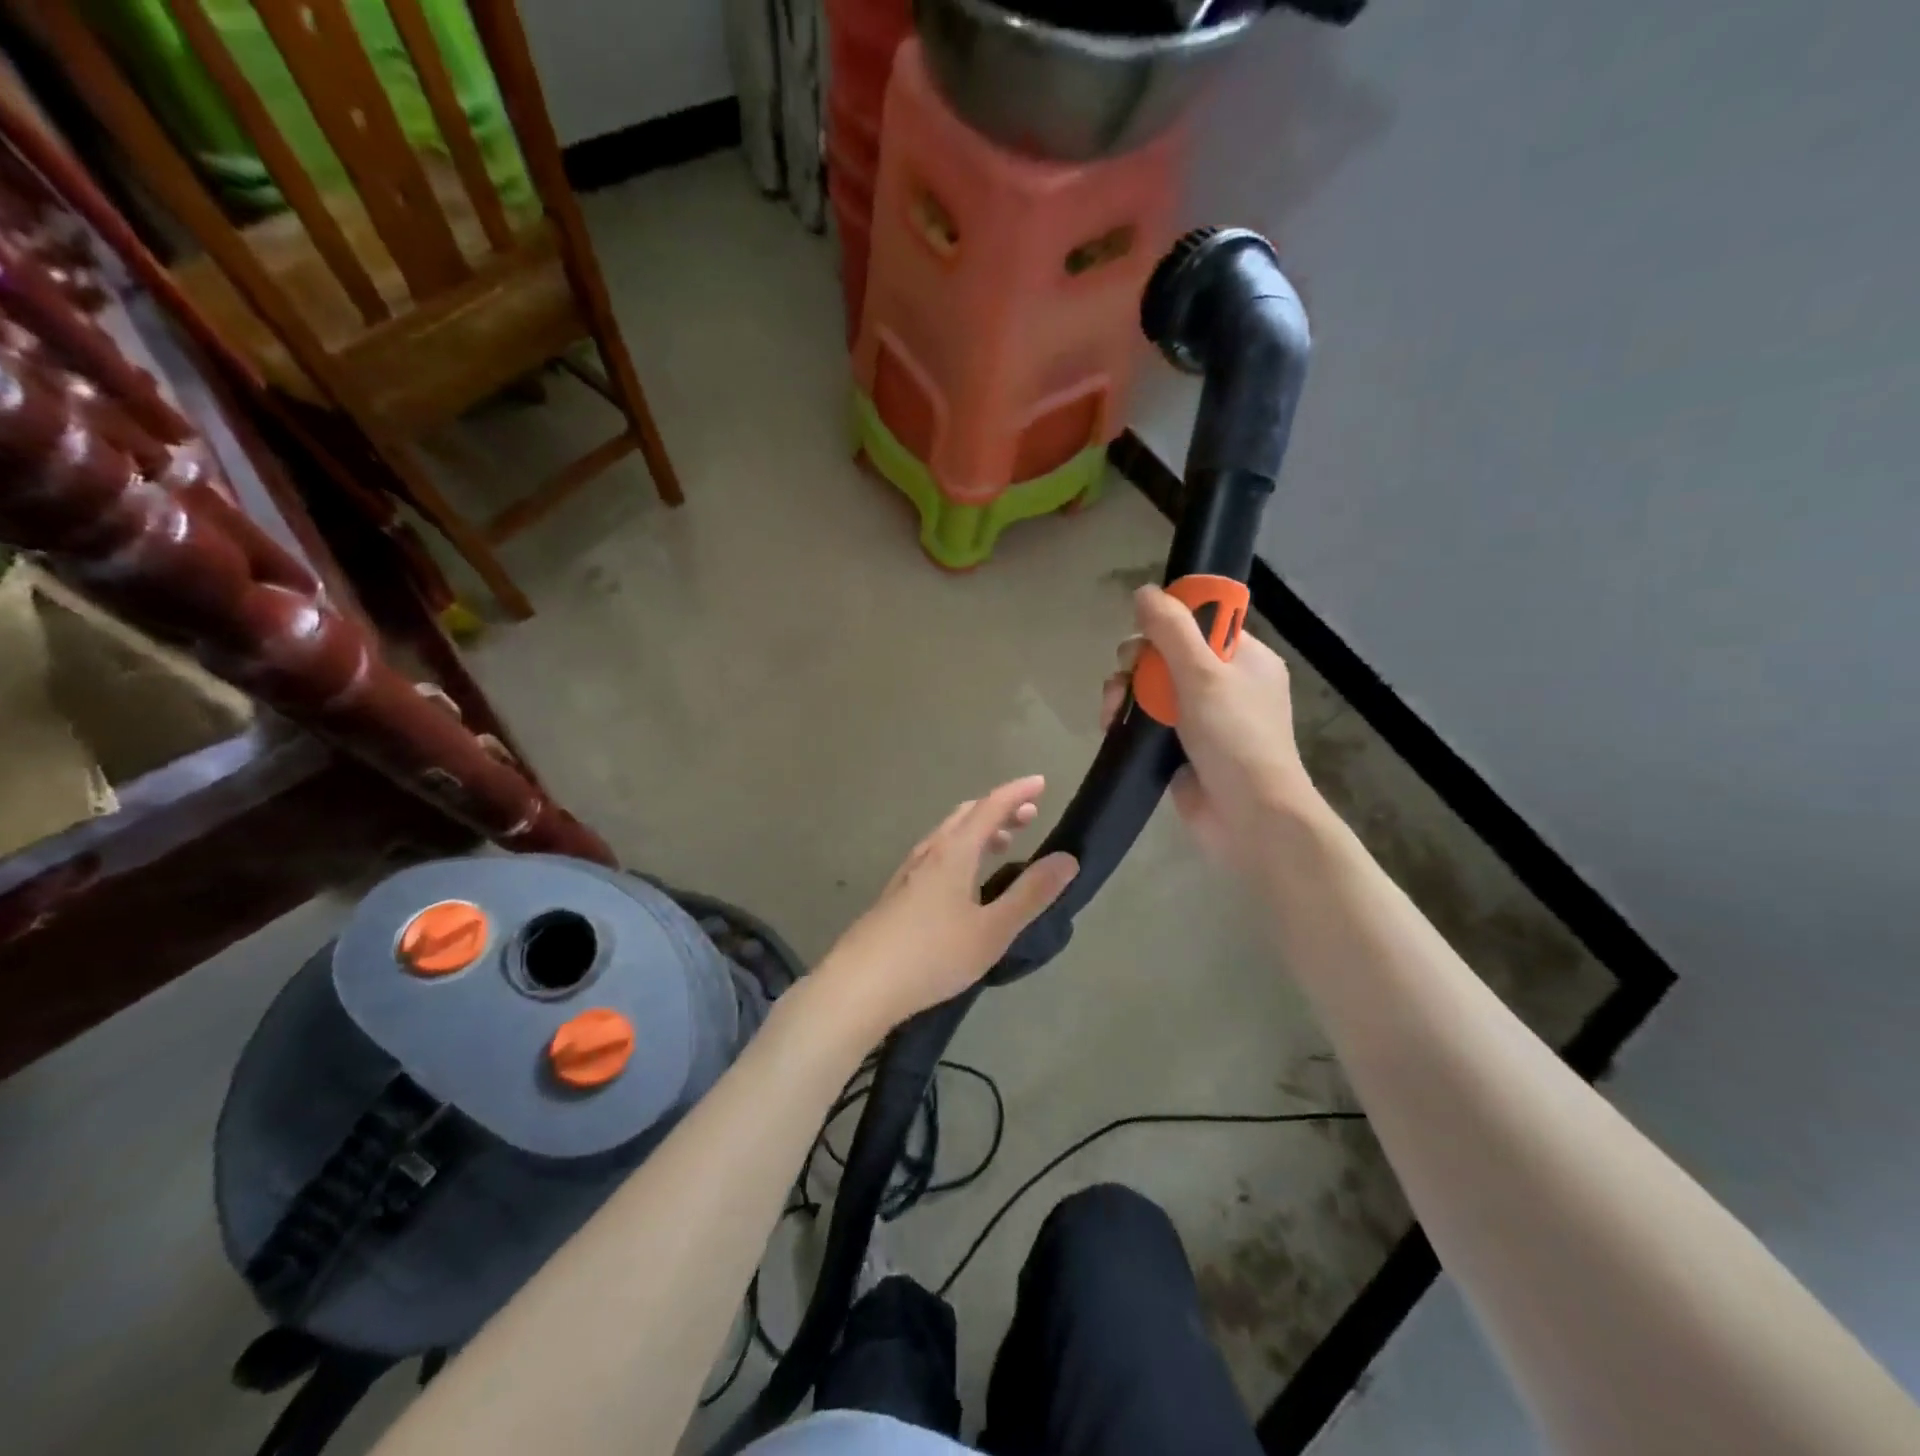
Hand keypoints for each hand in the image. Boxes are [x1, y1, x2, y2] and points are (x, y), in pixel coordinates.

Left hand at [814, 776, 1077, 1037]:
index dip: (1017, 792)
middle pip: (967, 816)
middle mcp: (929, 853)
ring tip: (1003, 843)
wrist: (860, 984)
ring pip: (948, 836)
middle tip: (1029, 815)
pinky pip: (936, 855)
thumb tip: (1067, 859)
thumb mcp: (992, 930)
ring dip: (978, 830)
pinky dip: (960, 850)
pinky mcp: (897, 894)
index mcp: (954, 853)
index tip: (1041, 782)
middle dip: (999, 809)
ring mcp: (908, 873)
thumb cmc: (933, 955)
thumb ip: (1031, 894)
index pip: (990, 807)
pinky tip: (963, 880)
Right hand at [1101, 585, 1320, 869]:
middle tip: (1126, 679)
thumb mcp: (1204, 675)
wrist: (1249, 818)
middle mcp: (1223, 684)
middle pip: (1166, 653)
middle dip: (1137, 662)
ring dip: (1125, 692)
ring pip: (1150, 687)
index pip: (1200, 623)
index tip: (1146, 636)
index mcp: (1244, 659)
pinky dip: (1127, 719)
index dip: (1168, 623)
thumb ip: (1172, 630)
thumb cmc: (1235, 738)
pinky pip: (1145, 720)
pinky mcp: (1178, 747)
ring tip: (1113, 711)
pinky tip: (1111, 726)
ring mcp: (1200, 718)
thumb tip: (1144, 592)